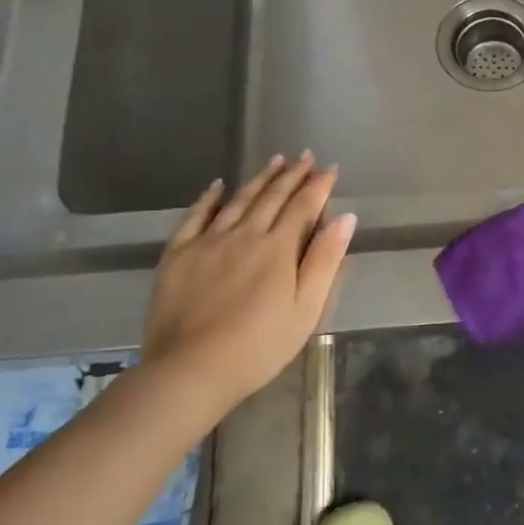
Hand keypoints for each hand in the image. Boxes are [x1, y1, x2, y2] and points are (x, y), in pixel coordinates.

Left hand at [141, 152, 354, 416]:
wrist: (191, 369)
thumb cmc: (260, 345)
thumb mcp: (306, 308)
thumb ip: (325, 260)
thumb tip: (345, 217)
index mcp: (278, 248)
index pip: (304, 206)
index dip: (319, 185)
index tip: (330, 168)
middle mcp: (244, 235)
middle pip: (272, 197)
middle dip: (291, 174)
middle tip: (304, 156)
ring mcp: (207, 242)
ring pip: (237, 201)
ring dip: (258, 179)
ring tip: (274, 160)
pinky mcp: (178, 255)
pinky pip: (194, 217)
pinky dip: (207, 198)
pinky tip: (216, 186)